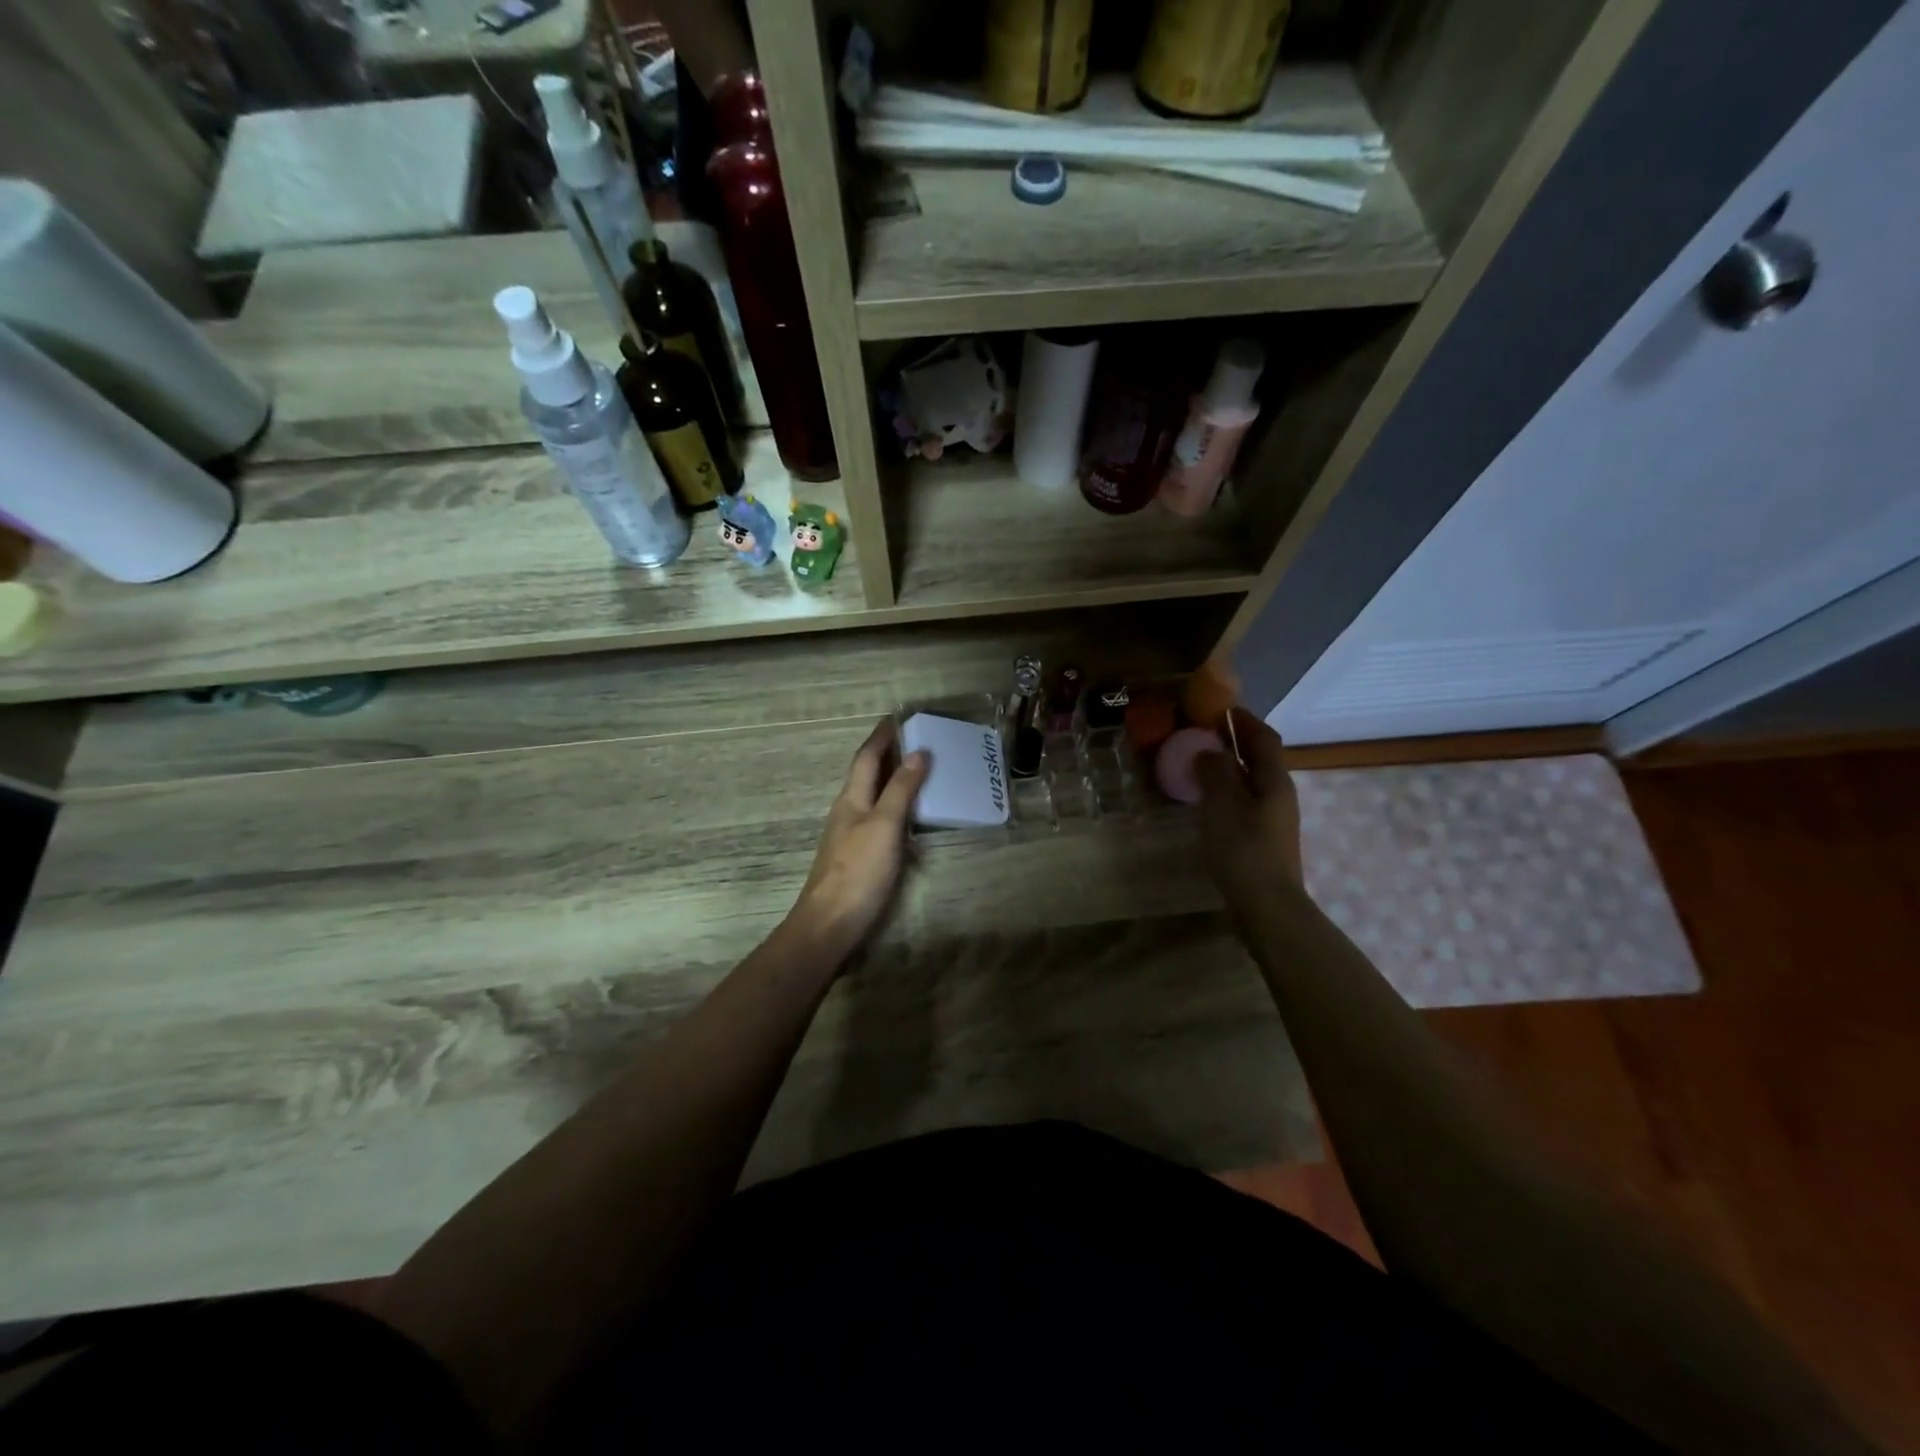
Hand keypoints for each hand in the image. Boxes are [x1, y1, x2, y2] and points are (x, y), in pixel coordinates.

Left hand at [787, 719, 929, 961]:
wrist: (830, 924)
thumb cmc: (858, 871)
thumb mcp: (884, 826)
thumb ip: (900, 790)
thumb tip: (918, 753)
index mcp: (851, 799)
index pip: (866, 758)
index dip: (881, 737)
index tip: (897, 718)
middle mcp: (848, 812)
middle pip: (867, 775)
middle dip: (887, 755)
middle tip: (916, 741)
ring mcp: (850, 836)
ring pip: (872, 798)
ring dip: (892, 781)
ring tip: (919, 773)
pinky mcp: (858, 858)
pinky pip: (878, 819)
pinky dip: (895, 808)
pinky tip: (909, 818)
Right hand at [1194, 708, 1304, 914]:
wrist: (1267, 906)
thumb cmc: (1243, 849)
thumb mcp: (1222, 804)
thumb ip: (1215, 772)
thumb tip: (1209, 751)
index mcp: (1274, 780)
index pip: (1264, 737)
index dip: (1244, 720)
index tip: (1220, 708)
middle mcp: (1279, 794)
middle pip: (1261, 757)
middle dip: (1237, 741)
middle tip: (1205, 732)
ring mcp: (1274, 818)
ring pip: (1253, 780)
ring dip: (1231, 766)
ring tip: (1202, 762)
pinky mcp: (1264, 838)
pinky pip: (1245, 801)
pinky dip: (1229, 790)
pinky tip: (1209, 801)